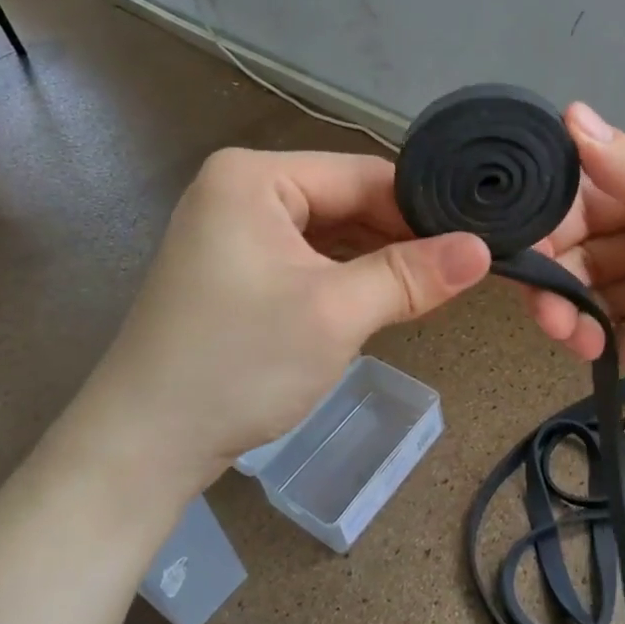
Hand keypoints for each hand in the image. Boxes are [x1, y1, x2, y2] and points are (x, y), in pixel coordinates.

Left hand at [64, 148, 490, 487]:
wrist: (141, 448)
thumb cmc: (237, 365)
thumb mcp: (335, 314)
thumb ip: (411, 275)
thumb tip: (483, 250)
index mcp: (254, 176)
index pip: (362, 175)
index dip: (421, 208)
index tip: (477, 238)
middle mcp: (242, 189)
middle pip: (346, 200)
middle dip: (400, 238)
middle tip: (463, 268)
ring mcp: (236, 228)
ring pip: (331, 231)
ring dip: (377, 260)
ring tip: (434, 284)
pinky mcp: (237, 267)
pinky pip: (309, 257)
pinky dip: (346, 276)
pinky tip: (384, 296)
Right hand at [524, 104, 624, 418]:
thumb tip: (569, 114)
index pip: (590, 193)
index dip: (552, 220)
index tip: (522, 255)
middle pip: (588, 250)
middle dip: (560, 278)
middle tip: (549, 318)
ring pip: (603, 297)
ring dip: (582, 318)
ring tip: (581, 344)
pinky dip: (623, 348)